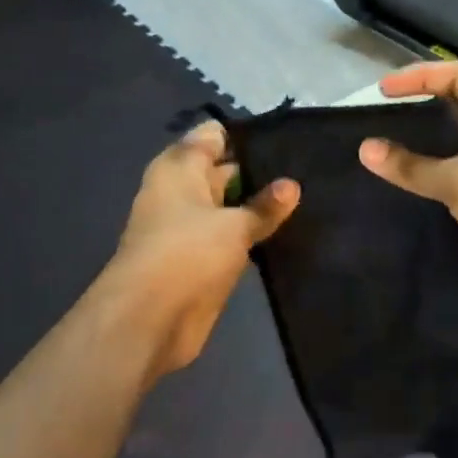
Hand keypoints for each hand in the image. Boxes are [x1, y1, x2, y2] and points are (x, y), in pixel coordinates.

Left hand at [107, 121, 298, 379]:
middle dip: (261, 172)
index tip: (288, 138)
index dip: (248, 136)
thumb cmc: (187, 255)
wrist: (148, 321)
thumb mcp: (234, 226)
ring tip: (308, 197)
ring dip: (259, 207)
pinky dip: (251, 235)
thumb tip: (292, 184)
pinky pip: (230, 237)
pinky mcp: (199, 260)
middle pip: (224, 170)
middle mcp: (181, 191)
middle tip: (308, 169)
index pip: (214, 136)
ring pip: (230, 206)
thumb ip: (264, 206)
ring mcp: (189, 227)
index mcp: (179, 168)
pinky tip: (289, 231)